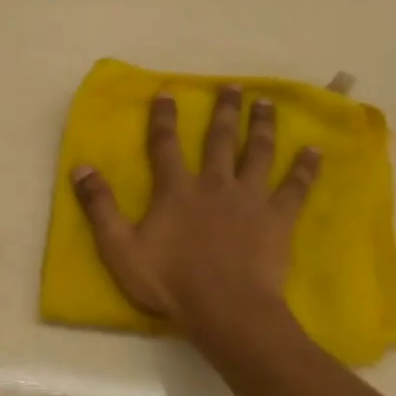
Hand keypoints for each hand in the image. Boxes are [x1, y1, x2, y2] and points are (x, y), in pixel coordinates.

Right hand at [70, 86, 319, 348]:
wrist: (226, 309)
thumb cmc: (170, 281)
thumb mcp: (120, 248)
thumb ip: (100, 206)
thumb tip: (80, 167)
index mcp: (176, 191)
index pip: (166, 145)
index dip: (164, 118)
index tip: (168, 92)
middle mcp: (214, 184)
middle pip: (220, 140)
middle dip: (223, 111)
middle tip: (232, 86)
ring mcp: (250, 199)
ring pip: (258, 153)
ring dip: (262, 126)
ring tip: (266, 103)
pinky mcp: (278, 218)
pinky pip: (295, 187)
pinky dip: (305, 168)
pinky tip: (314, 150)